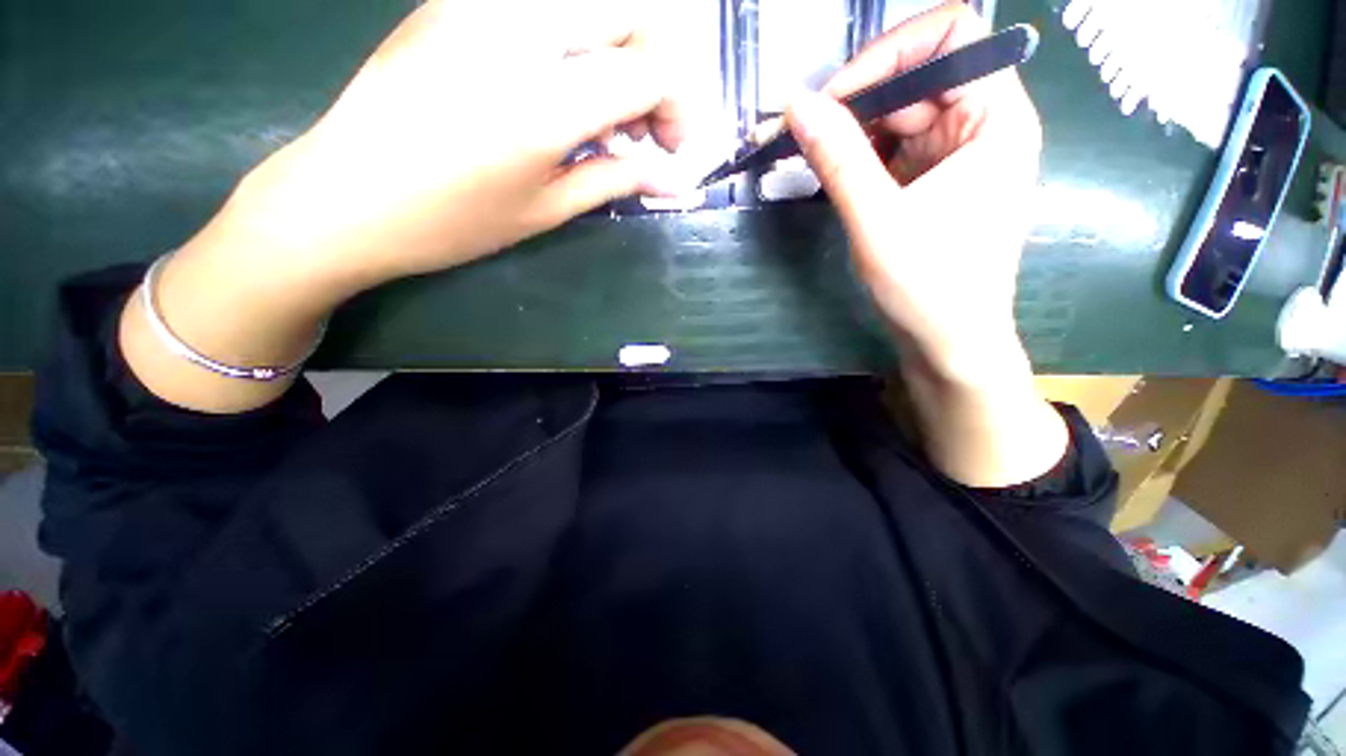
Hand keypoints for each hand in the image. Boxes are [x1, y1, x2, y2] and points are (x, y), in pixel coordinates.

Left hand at [124, 0, 695, 413]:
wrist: (343, 196)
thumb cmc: (451, 222)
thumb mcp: (546, 211)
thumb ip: (616, 180)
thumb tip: (670, 177)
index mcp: (545, 99)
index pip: (651, 69)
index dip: (678, 108)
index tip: (672, 150)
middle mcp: (519, 29)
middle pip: (630, 11)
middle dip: (659, 69)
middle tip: (649, 126)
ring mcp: (482, 4)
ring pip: (590, 4)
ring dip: (620, 52)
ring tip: (611, 112)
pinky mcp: (457, 2)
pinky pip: (546, 8)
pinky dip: (579, 44)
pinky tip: (567, 89)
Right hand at [785, 3, 1041, 380]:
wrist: (949, 342)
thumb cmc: (928, 286)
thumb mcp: (877, 220)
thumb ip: (838, 157)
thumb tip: (795, 104)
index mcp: (996, 119)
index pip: (951, 37)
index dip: (891, 52)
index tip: (836, 97)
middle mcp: (985, 124)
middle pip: (920, 75)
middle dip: (861, 100)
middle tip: (809, 136)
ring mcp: (960, 153)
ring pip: (903, 113)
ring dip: (857, 133)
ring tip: (819, 164)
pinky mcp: (938, 179)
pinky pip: (897, 147)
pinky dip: (864, 157)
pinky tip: (840, 180)